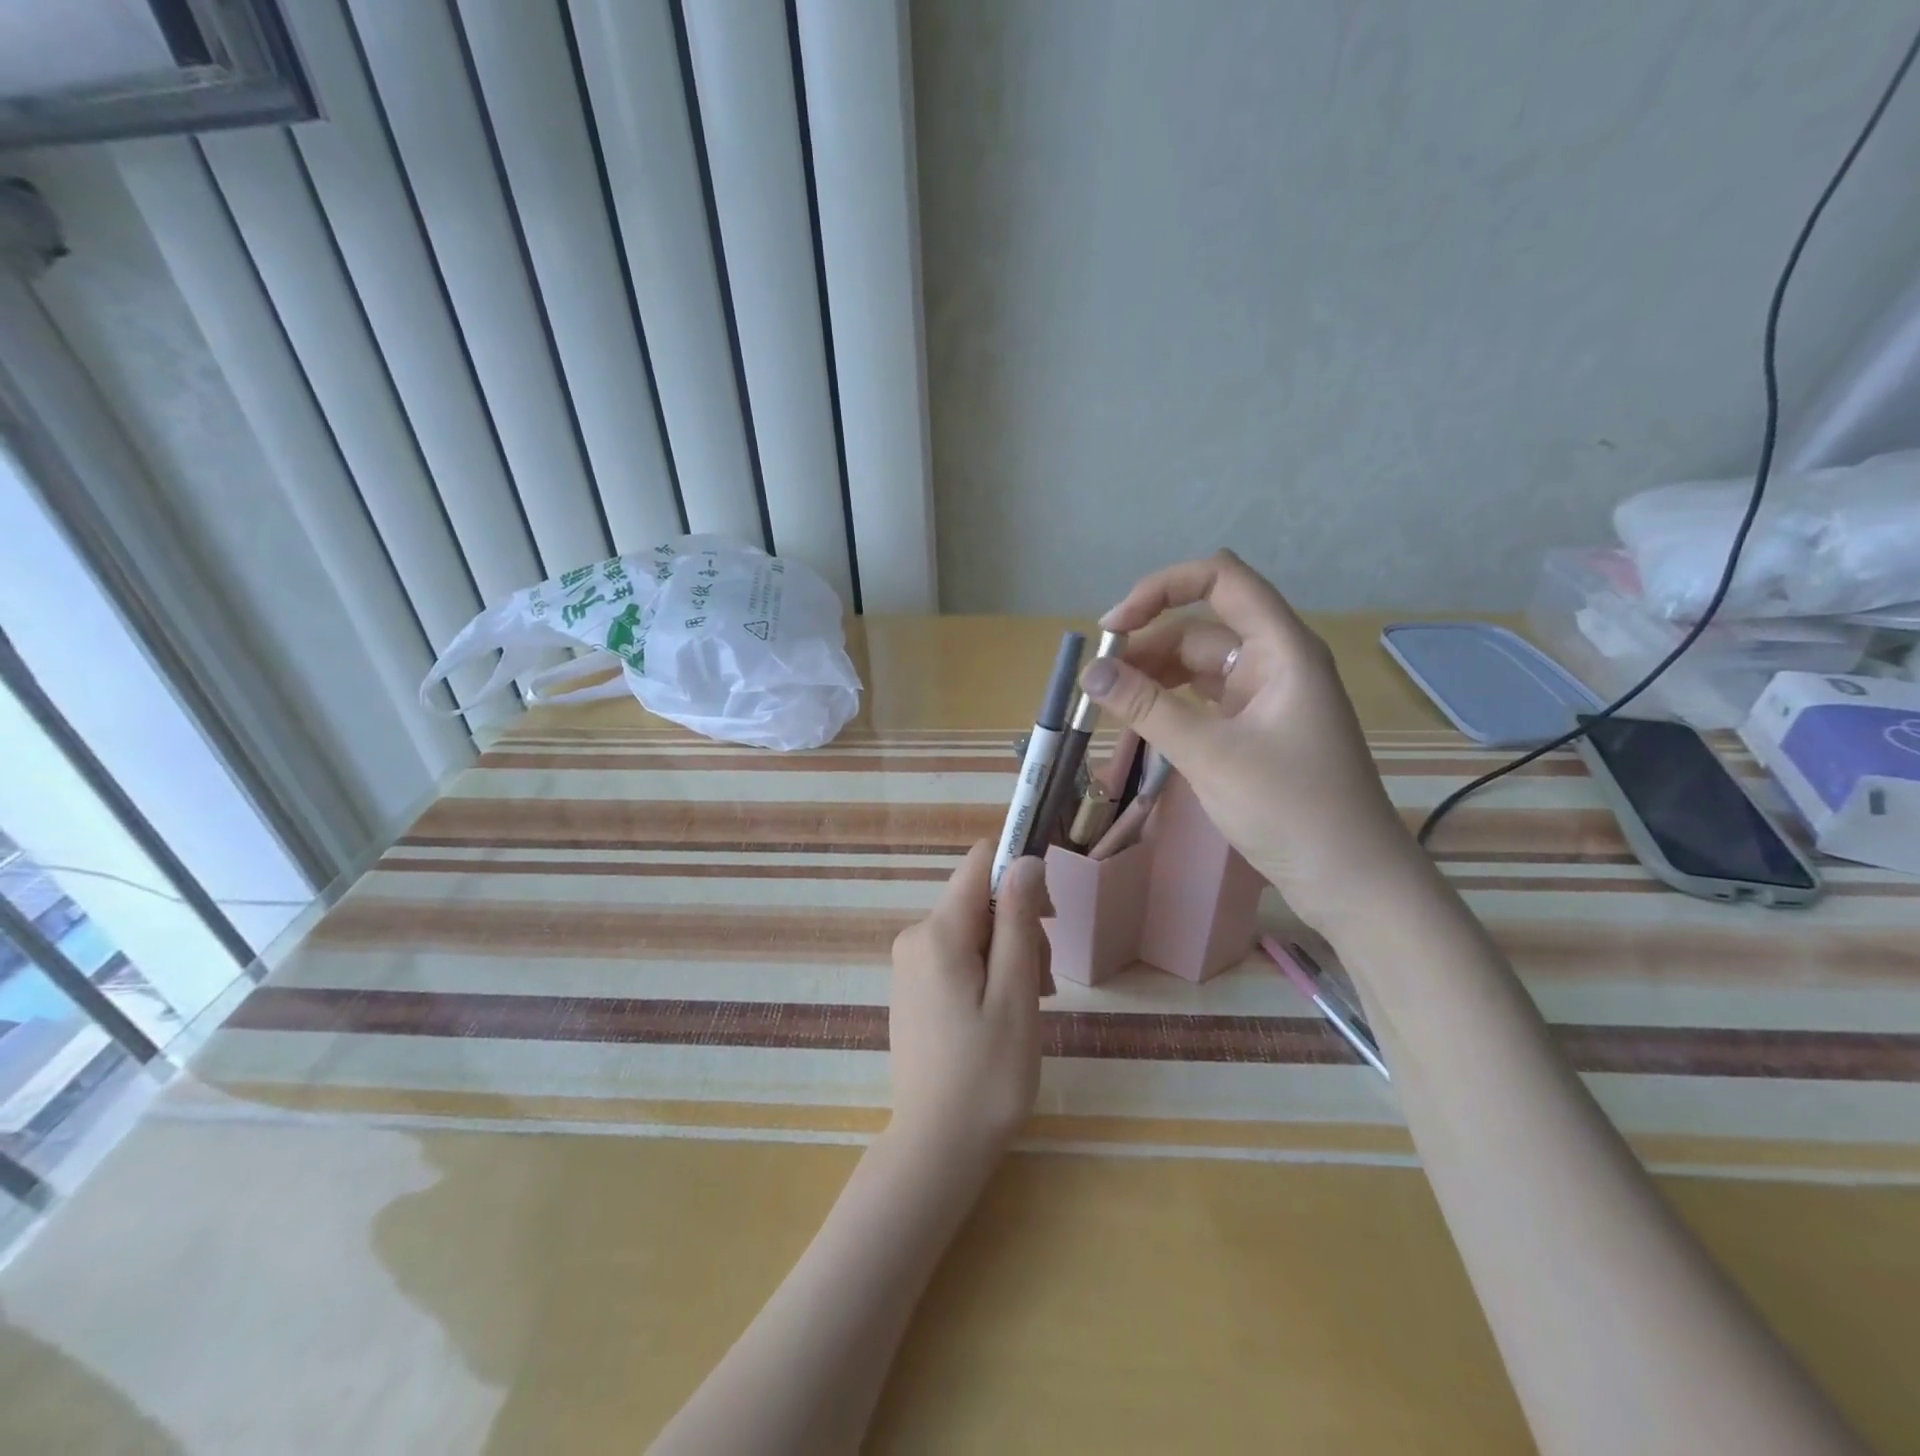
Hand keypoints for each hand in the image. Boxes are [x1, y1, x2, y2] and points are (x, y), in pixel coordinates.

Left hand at [887, 842, 1051, 1165]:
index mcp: (938, 932)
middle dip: (1019, 927)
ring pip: (972, 930)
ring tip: (1029, 1005)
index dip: (1018, 871)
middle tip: (1044, 982)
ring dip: (1008, 954)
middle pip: (979, 900)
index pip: (979, 863)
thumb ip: (1019, 920)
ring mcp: (910, 963)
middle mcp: (915, 937)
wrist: (937, 1147)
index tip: (1049, 913)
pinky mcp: (913, 987)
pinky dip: (986, 971)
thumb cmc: (987, 1074)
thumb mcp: (1015, 993)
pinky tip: (1003, 1011)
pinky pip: (956, 956)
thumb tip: (1024, 859)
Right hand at [1078, 550, 1418, 931]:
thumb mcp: (1210, 754)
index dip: (1161, 588)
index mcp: (1281, 647)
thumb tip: (1090, 672)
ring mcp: (1267, 697)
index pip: (1220, 579)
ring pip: (1198, 665)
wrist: (1350, 880)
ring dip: (1153, 676)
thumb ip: (1147, 708)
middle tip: (1098, 682)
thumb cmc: (1290, 809)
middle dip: (1146, 644)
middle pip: (1201, 626)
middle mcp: (1275, 661)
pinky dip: (1170, 704)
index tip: (1113, 628)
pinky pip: (1205, 699)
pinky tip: (1141, 722)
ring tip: (1110, 703)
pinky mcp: (1257, 729)